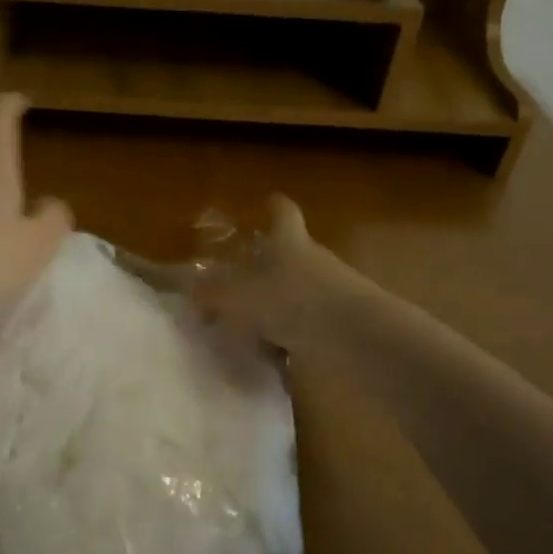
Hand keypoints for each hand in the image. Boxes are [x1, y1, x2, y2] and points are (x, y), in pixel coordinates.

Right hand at [191, 195, 364, 353]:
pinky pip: (310, 322)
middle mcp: (313, 259)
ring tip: (250, 324)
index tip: (267, 201)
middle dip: (268, 264)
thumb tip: (191, 291)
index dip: (274, 207)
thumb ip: (214, 295)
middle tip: (240, 279)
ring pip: (299, 289)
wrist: (360, 339)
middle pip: (291, 252)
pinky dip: (293, 332)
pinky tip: (274, 352)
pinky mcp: (345, 323)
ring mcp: (334, 290)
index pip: (283, 214)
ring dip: (279, 302)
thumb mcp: (241, 298)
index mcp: (289, 243)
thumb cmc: (295, 303)